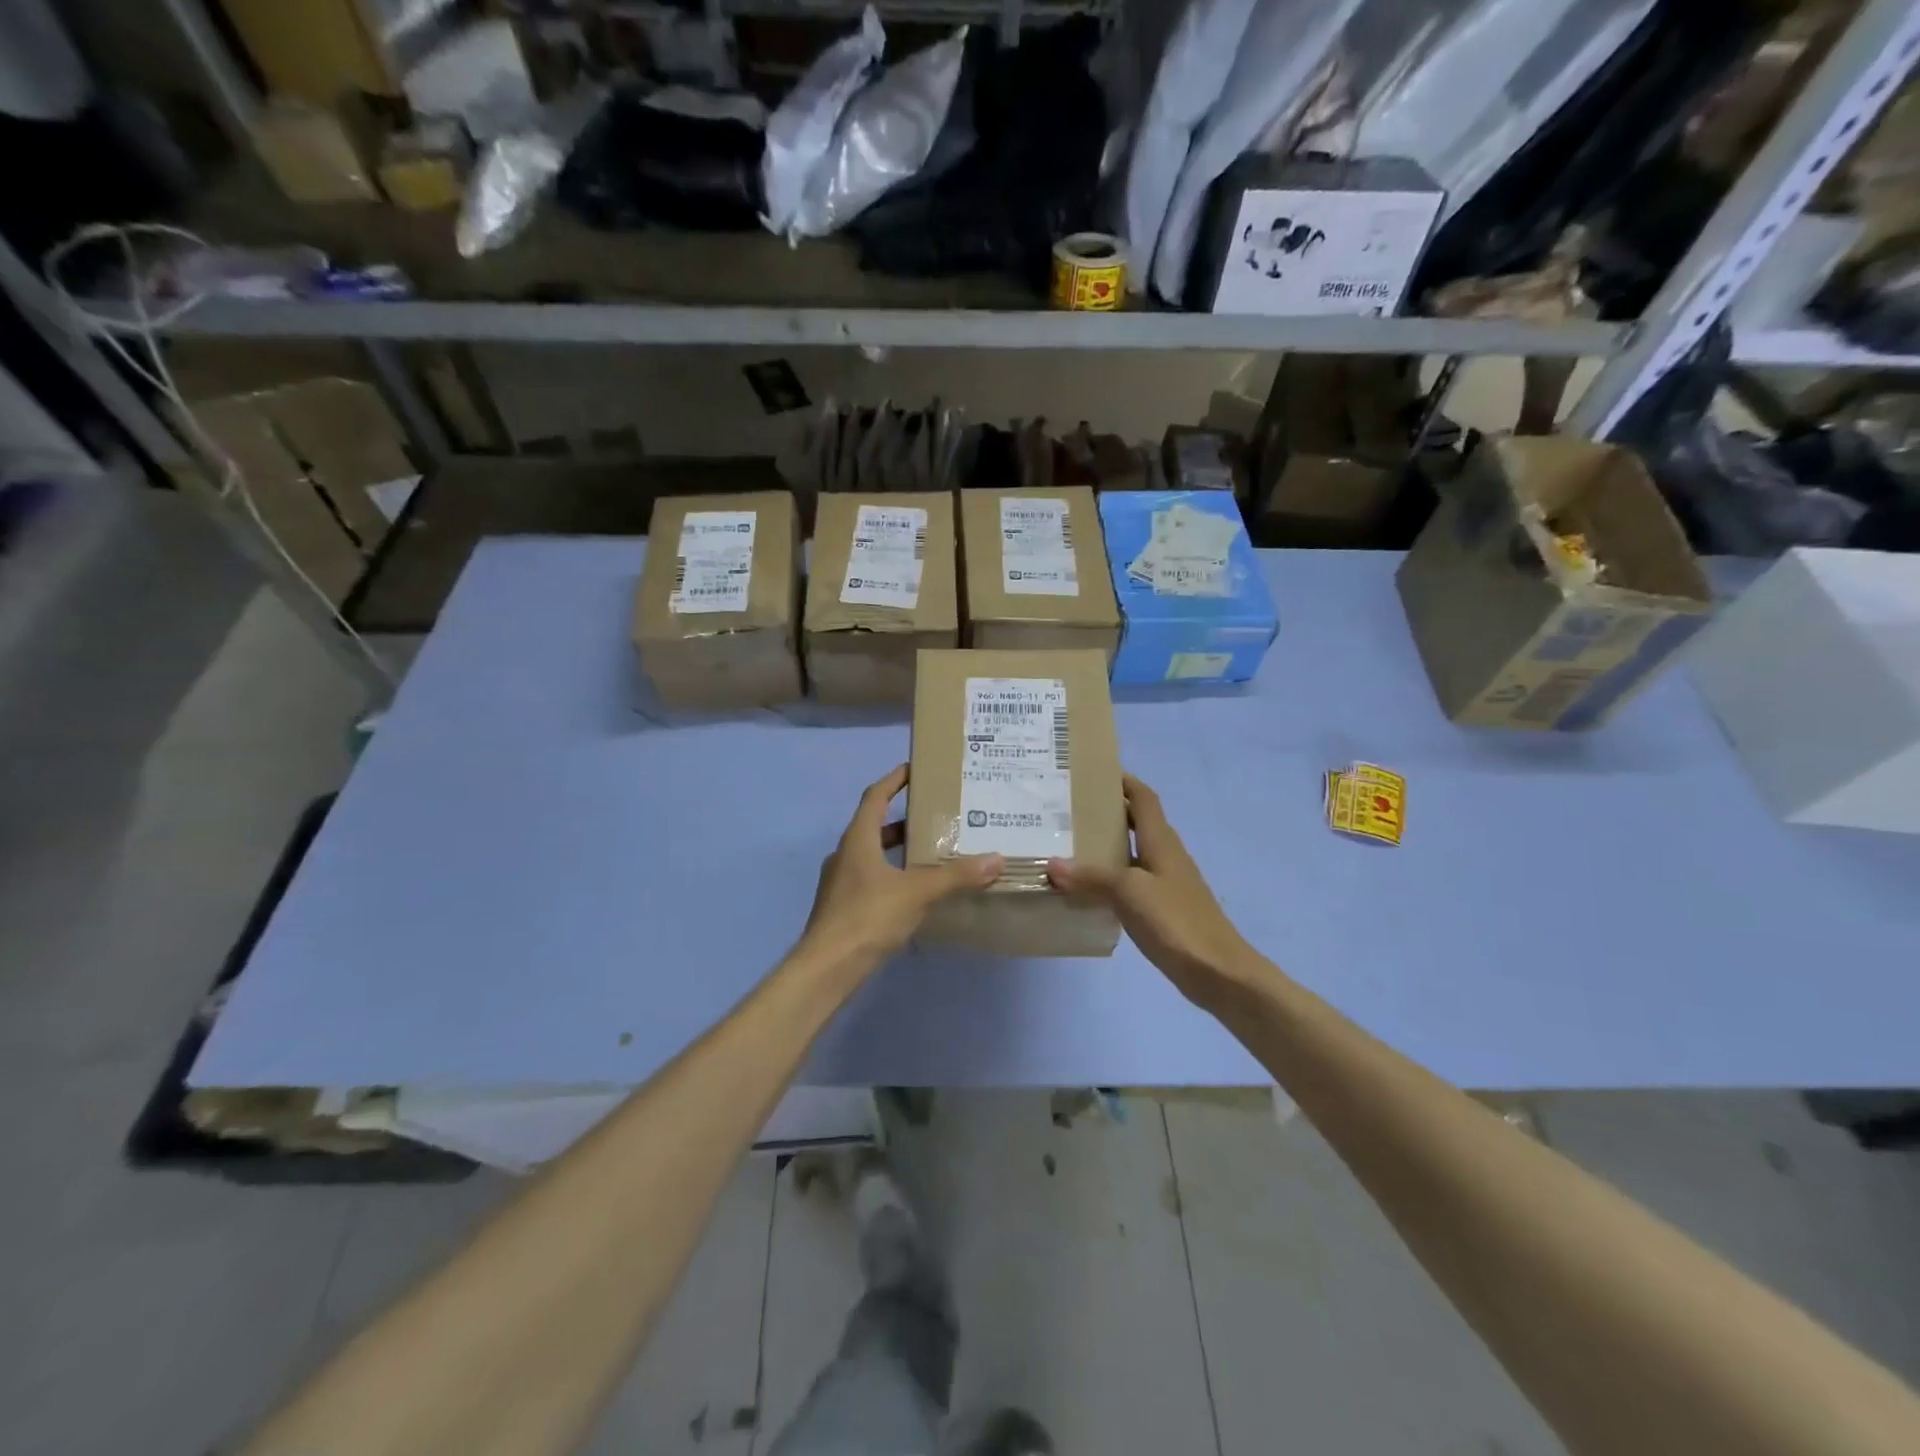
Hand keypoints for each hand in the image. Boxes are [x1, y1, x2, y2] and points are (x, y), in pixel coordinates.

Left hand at [801, 764, 1003, 970]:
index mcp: (858, 839)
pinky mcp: (843, 907)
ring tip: (931, 852)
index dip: (893, 779)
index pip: (875, 796)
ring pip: (872, 855)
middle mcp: (845, 854)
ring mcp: (840, 882)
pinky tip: (915, 891)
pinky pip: (871, 879)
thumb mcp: (918, 892)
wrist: (827, 967)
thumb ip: (956, 876)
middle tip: (935, 815)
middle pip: (874, 826)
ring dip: (898, 850)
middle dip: (903, 818)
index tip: (914, 768)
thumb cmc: (868, 917)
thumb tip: (996, 859)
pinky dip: (893, 875)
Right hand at [1047, 774, 1258, 1009]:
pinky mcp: (1163, 908)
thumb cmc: (1175, 920)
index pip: (1143, 798)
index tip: (1093, 773)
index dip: (1123, 781)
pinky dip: (1110, 879)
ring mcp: (1166, 883)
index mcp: (1161, 841)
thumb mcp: (1128, 892)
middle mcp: (1165, 855)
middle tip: (1068, 810)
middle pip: (1137, 823)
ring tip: (1069, 845)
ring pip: (1132, 853)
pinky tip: (1087, 890)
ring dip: (1106, 847)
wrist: (1216, 971)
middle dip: (1107, 813)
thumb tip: (1053, 864)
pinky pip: (1132, 882)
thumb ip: (1091, 876)